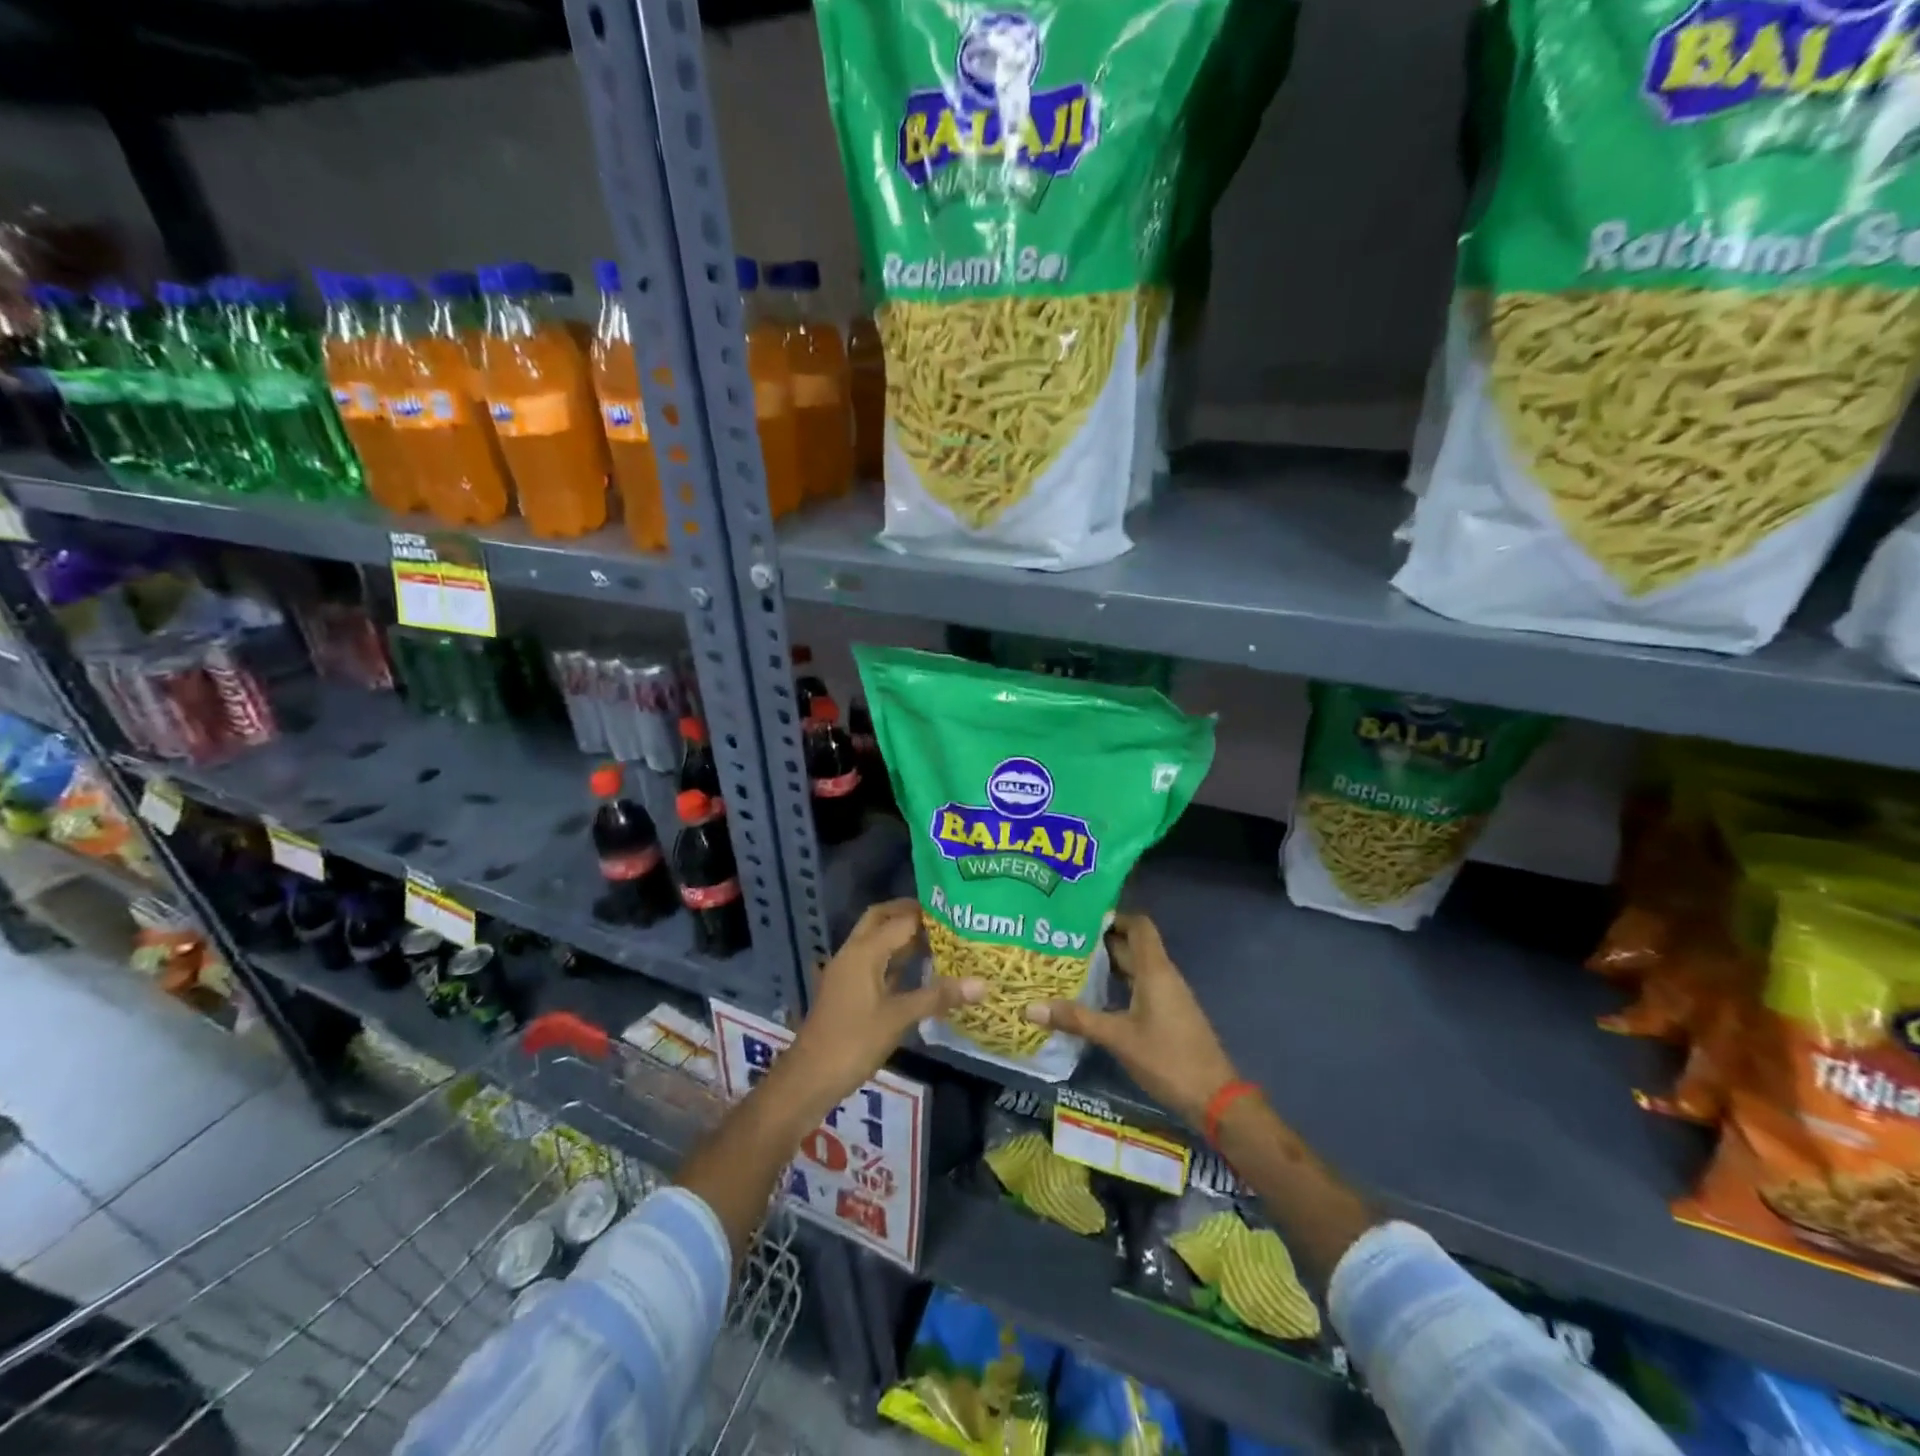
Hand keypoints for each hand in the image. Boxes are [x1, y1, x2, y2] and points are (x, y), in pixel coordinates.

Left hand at [784, 899, 983, 1111]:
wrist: (809, 1078)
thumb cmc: (853, 1042)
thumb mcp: (898, 1018)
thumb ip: (938, 997)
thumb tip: (983, 984)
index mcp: (864, 951)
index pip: (900, 919)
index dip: (928, 914)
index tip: (958, 910)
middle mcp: (853, 953)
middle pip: (881, 919)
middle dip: (909, 914)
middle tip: (944, 917)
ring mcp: (848, 971)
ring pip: (876, 940)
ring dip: (902, 936)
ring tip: (940, 939)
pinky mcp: (849, 990)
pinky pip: (875, 962)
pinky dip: (895, 959)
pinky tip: (919, 971)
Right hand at [1025, 912, 1237, 1127]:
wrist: (1214, 1098)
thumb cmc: (1167, 1058)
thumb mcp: (1118, 1038)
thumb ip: (1076, 1020)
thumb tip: (1030, 1007)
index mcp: (1155, 970)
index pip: (1138, 925)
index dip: (1114, 916)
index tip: (1081, 917)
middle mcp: (1163, 975)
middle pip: (1132, 945)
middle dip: (1100, 941)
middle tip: (1063, 940)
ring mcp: (1167, 995)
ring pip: (1135, 968)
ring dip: (1107, 964)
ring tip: (1070, 964)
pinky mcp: (1167, 1014)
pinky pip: (1139, 987)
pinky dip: (1117, 985)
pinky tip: (1093, 996)